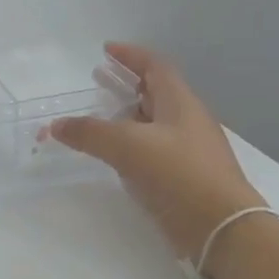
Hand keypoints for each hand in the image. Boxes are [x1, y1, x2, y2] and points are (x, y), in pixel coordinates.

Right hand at [49, 42, 266, 261]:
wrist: (221, 228)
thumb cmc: (178, 175)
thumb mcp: (128, 147)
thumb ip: (89, 133)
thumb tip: (56, 125)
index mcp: (180, 103)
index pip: (155, 67)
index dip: (131, 55)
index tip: (106, 50)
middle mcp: (187, 121)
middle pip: (155, 93)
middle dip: (125, 85)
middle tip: (97, 81)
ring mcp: (188, 150)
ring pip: (153, 124)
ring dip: (126, 117)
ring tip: (99, 118)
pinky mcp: (184, 177)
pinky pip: (153, 151)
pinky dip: (131, 145)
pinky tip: (115, 156)